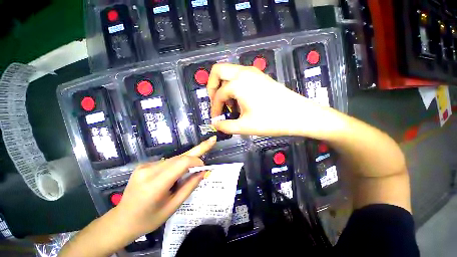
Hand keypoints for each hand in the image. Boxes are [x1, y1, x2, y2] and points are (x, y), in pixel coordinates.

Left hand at [115, 137, 216, 237]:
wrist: (122, 220)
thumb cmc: (149, 219)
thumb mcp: (173, 206)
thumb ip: (190, 186)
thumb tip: (203, 172)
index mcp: (155, 184)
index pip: (182, 163)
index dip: (196, 161)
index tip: (204, 166)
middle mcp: (149, 170)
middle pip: (179, 158)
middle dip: (196, 152)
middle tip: (211, 140)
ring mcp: (145, 166)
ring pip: (174, 159)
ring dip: (186, 161)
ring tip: (195, 165)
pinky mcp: (144, 165)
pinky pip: (167, 162)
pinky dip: (177, 165)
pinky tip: (177, 173)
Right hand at [207, 63, 318, 136]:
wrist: (299, 115)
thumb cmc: (271, 121)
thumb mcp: (245, 126)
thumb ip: (226, 127)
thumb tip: (215, 125)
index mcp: (238, 83)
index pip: (218, 95)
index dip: (214, 108)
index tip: (216, 119)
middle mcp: (243, 72)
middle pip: (218, 71)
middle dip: (212, 86)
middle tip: (216, 102)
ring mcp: (253, 72)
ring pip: (229, 72)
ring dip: (224, 86)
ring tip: (230, 105)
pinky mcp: (259, 76)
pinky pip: (239, 76)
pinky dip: (234, 85)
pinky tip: (240, 100)